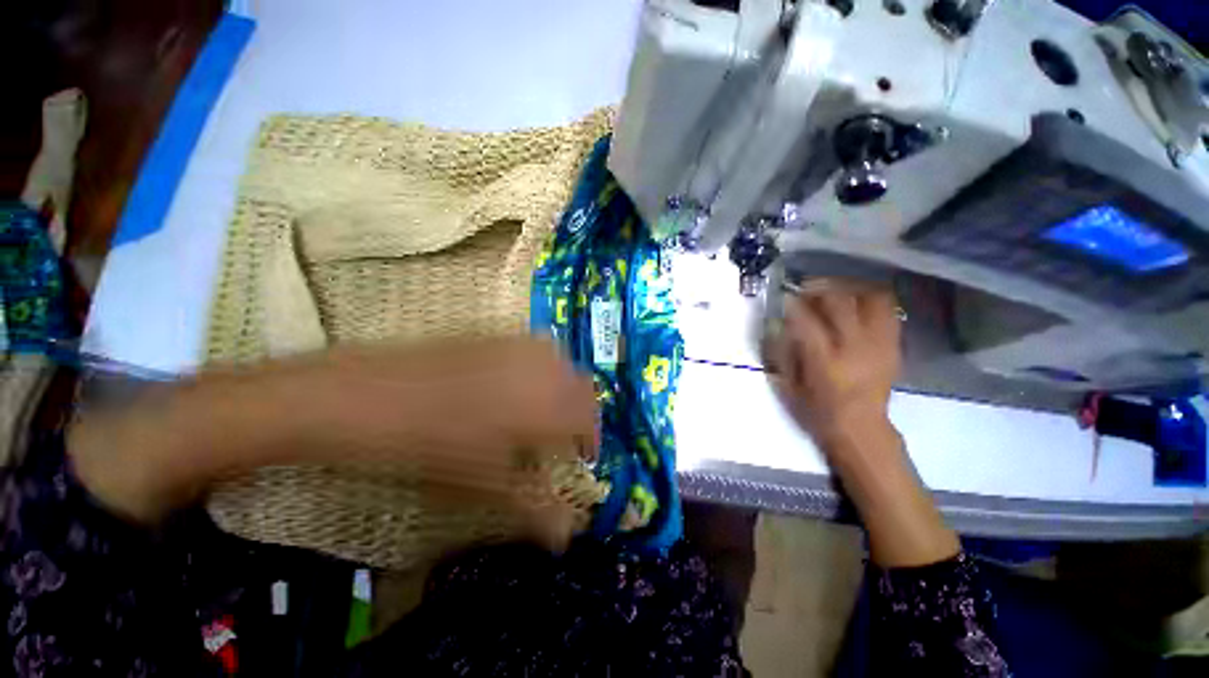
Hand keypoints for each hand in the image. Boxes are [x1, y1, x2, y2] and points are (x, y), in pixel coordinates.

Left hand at [294, 338, 598, 502]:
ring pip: (563, 363)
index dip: (591, 439)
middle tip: (565, 435)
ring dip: (563, 387)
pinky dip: (542, 367)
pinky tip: (518, 382)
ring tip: (545, 408)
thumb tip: (567, 538)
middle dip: (582, 412)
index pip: (590, 419)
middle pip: (583, 387)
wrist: (374, 397)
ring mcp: (520, 348)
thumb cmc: (434, 448)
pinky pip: (536, 349)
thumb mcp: (486, 485)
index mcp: (549, 406)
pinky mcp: (498, 337)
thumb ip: (534, 510)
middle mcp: (545, 370)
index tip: (583, 456)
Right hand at [770, 280, 900, 446]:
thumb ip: (782, 352)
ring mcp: (879, 344)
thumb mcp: (789, 386)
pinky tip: (855, 304)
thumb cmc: (818, 411)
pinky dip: (869, 300)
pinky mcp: (893, 345)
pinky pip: (887, 310)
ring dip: (848, 289)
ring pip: (869, 298)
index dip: (793, 303)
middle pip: (839, 301)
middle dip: (819, 289)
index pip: (806, 319)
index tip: (784, 297)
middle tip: (806, 291)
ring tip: (832, 292)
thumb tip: (780, 323)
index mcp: (825, 361)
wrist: (861, 429)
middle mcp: (854, 347)